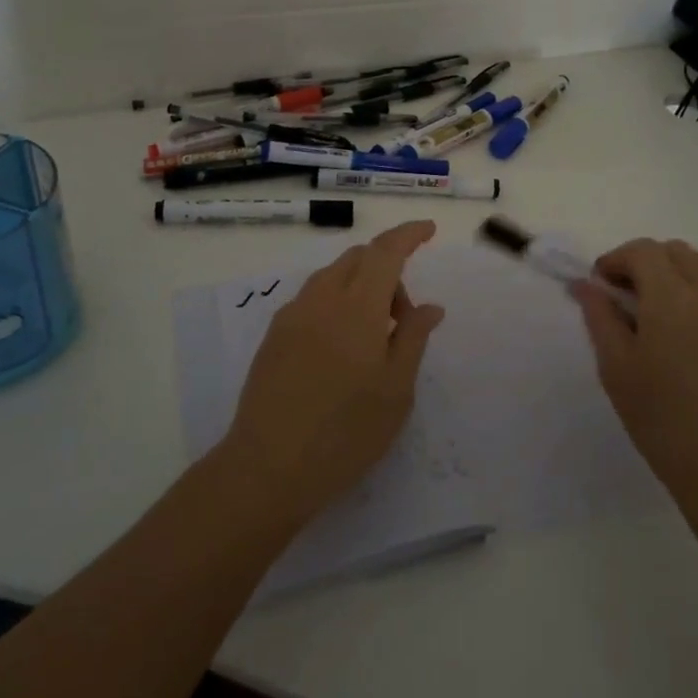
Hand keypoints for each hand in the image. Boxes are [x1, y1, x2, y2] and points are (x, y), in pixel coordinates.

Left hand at [222, 220, 444, 525]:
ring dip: (361, 286)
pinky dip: (337, 302)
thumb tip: (429, 306)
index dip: (408, 235)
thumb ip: (413, 338)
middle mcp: (321, 299)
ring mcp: (292, 315)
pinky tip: (341, 348)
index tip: (428, 230)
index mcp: (357, 307)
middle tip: (403, 318)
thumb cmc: (346, 432)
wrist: (268, 467)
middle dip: (388, 269)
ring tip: (374, 337)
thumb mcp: (396, 390)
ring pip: (332, 276)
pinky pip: (313, 299)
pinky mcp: (274, 336)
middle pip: (358, 258)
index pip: (386, 252)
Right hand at [573, 239, 697, 508]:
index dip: (618, 260)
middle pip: (677, 251)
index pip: (642, 251)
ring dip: (691, 268)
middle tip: (634, 297)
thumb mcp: (616, 368)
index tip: (604, 284)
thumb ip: (600, 317)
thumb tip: (584, 284)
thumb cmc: (662, 419)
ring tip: (677, 300)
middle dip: (649, 264)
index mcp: (668, 297)